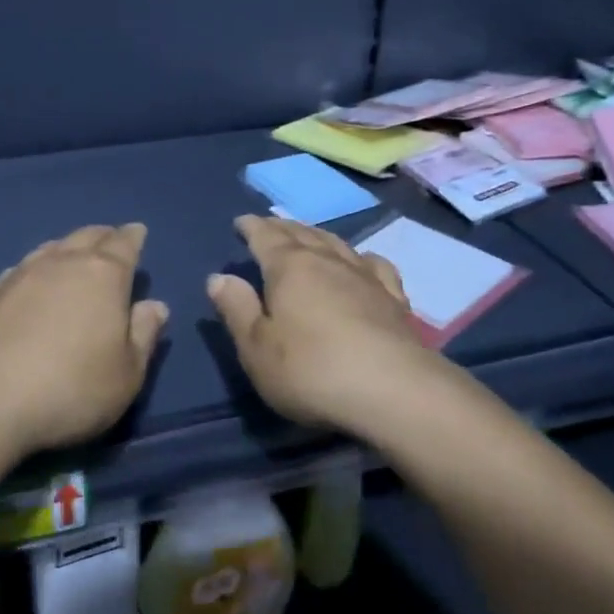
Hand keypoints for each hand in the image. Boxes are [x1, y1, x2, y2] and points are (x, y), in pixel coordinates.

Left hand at [0, 223, 167, 456]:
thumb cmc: (71, 388)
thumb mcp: (127, 374)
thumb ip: (144, 335)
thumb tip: (155, 305)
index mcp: (104, 275)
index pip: (124, 244)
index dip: (133, 237)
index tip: (138, 231)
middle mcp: (63, 263)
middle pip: (87, 237)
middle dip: (103, 236)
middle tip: (111, 239)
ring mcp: (22, 274)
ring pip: (52, 247)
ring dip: (68, 247)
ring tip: (74, 254)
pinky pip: (22, 267)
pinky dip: (36, 267)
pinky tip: (32, 279)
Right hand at [206, 215, 436, 433]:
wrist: (393, 390)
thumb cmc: (311, 370)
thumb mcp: (257, 348)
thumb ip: (237, 309)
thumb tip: (219, 277)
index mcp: (289, 268)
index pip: (265, 236)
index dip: (251, 227)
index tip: (241, 222)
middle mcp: (327, 261)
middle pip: (301, 234)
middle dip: (282, 228)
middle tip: (270, 225)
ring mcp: (365, 277)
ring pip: (337, 243)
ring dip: (318, 236)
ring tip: (308, 236)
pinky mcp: (394, 299)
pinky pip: (374, 265)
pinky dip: (361, 258)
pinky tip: (361, 263)